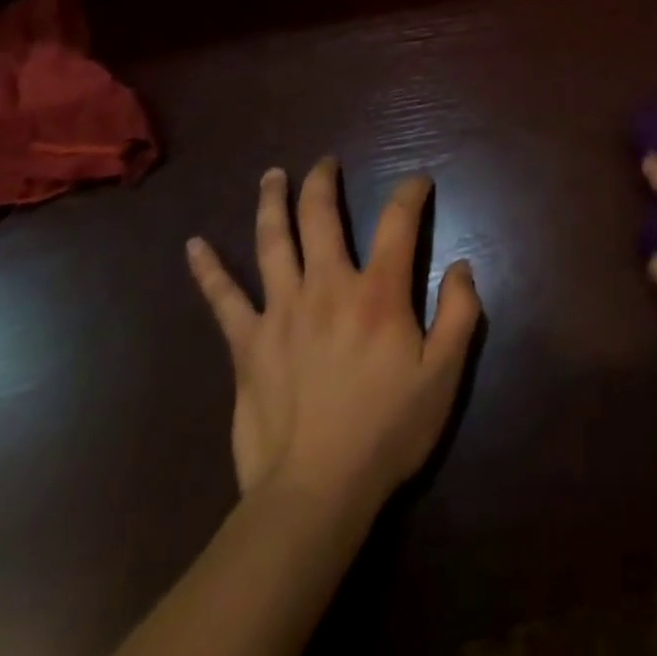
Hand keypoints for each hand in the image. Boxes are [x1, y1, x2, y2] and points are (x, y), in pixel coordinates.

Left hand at [185, 159, 480, 518]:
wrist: (315, 493)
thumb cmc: (387, 430)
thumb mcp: (444, 374)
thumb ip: (460, 313)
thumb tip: (462, 265)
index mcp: (377, 293)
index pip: (397, 221)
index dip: (410, 192)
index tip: (418, 181)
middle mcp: (327, 286)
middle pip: (321, 217)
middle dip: (324, 182)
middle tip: (326, 162)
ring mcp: (280, 311)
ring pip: (272, 242)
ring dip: (272, 202)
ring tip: (273, 175)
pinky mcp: (247, 344)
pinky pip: (223, 299)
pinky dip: (208, 270)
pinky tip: (194, 245)